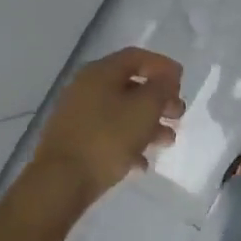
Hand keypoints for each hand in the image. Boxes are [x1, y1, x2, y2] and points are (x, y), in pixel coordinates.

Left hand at [30, 48, 184, 204]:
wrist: (59, 184)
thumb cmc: (106, 138)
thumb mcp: (144, 109)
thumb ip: (161, 88)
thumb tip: (167, 78)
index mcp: (101, 72)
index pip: (137, 57)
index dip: (162, 66)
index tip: (182, 82)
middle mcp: (86, 87)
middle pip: (130, 85)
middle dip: (158, 99)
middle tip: (178, 114)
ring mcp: (77, 116)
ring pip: (120, 112)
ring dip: (147, 123)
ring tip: (167, 141)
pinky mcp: (74, 142)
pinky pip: (107, 135)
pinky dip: (128, 144)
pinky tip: (142, 164)